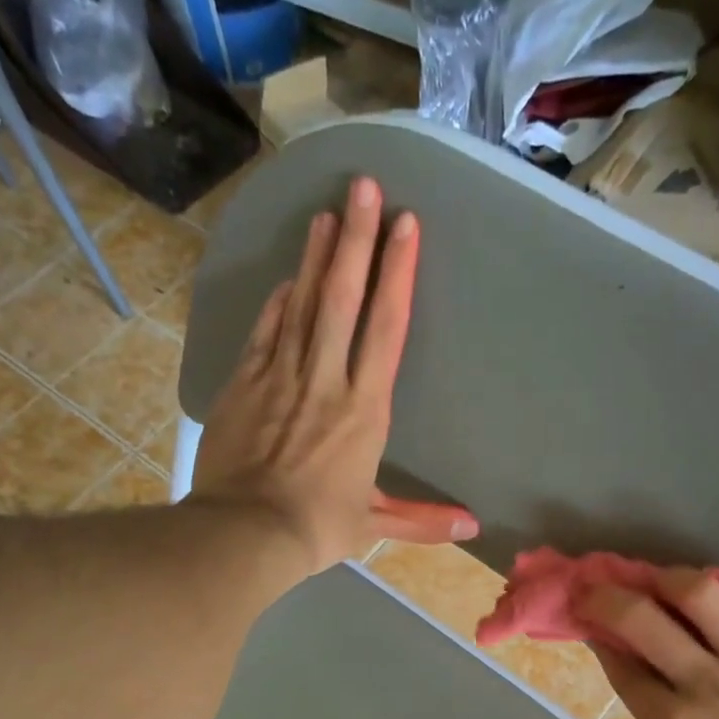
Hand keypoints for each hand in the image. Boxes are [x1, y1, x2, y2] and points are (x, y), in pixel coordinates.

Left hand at [190, 176, 476, 574]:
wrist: (245, 532)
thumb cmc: (317, 528)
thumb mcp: (375, 524)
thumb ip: (424, 520)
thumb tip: (473, 527)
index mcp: (364, 410)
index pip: (386, 329)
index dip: (397, 275)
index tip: (405, 226)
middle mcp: (326, 380)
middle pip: (343, 298)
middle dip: (356, 240)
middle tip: (364, 186)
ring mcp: (281, 376)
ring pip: (302, 304)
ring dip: (316, 257)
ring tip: (327, 213)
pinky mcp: (245, 383)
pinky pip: (266, 331)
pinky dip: (277, 302)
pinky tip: (287, 278)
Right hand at [580, 570, 718, 718]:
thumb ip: (662, 717)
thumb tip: (640, 671)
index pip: (620, 664)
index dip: (596, 634)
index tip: (588, 619)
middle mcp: (707, 684)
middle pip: (640, 618)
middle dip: (606, 596)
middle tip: (600, 586)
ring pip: (699, 592)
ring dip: (668, 578)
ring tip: (664, 580)